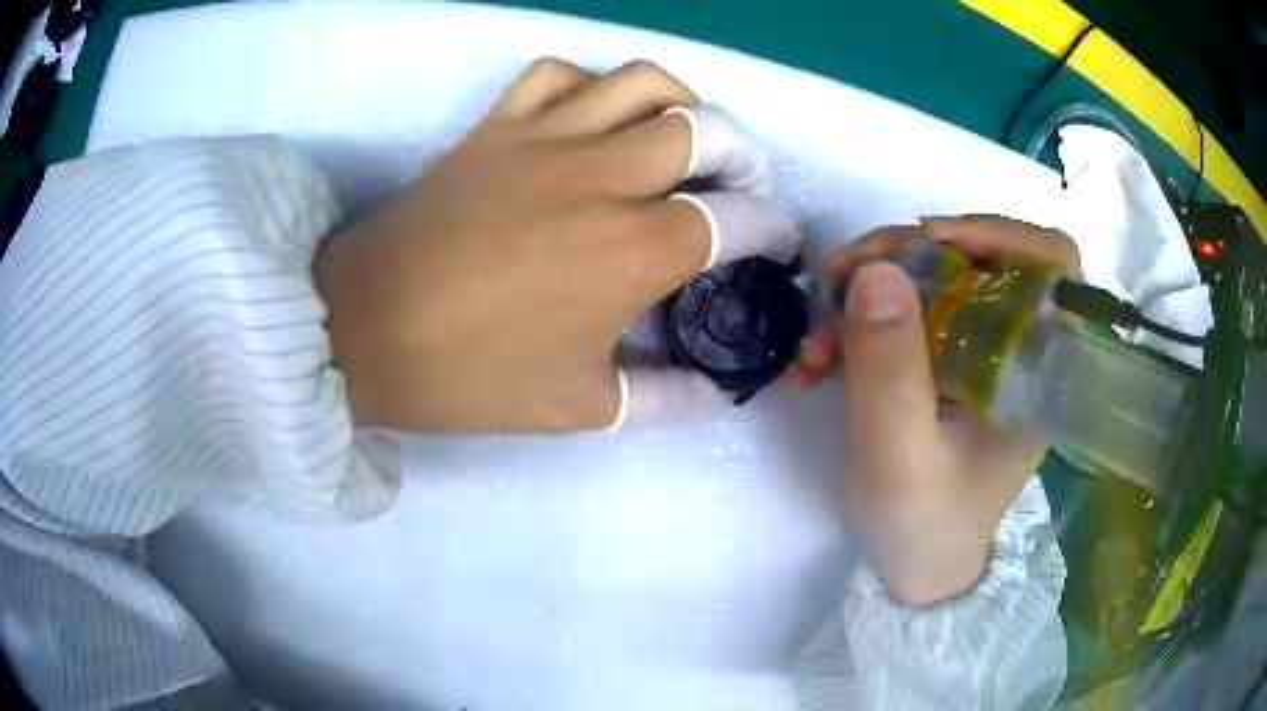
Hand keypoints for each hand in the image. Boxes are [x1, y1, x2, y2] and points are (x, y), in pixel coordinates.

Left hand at [314, 59, 800, 432]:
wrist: (365, 331)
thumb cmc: (470, 375)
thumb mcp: (580, 407)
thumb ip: (664, 398)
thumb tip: (714, 391)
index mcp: (632, 252)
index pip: (735, 219)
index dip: (771, 228)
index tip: (777, 241)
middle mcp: (602, 178)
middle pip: (706, 131)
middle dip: (744, 155)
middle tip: (740, 185)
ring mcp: (546, 139)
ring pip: (642, 83)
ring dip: (682, 105)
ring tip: (681, 137)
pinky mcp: (497, 126)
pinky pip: (559, 74)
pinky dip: (590, 86)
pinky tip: (592, 117)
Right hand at [794, 216, 1079, 604]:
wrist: (915, 561)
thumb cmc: (923, 524)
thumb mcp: (899, 460)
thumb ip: (890, 373)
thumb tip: (875, 271)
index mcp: (1036, 371)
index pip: (1053, 265)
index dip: (1000, 232)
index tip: (927, 238)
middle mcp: (1015, 349)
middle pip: (975, 257)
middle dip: (901, 257)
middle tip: (837, 278)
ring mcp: (979, 350)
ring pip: (932, 278)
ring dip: (867, 290)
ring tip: (815, 338)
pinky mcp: (946, 357)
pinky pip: (905, 311)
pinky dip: (857, 322)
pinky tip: (817, 360)